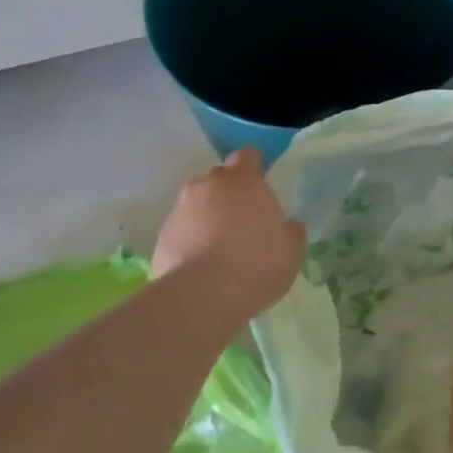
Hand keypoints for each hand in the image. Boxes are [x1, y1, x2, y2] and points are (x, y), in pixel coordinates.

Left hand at [152, 149, 305, 315]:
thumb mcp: (291, 251)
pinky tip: (202, 264)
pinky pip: (182, 229)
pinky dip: (191, 238)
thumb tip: (288, 226)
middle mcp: (208, 186)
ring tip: (220, 246)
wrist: (201, 296)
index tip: (261, 183)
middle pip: (219, 179)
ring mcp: (180, 209)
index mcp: (244, 181)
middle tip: (244, 220)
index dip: (254, 166)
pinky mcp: (162, 236)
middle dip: (229, 193)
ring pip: (197, 204)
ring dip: (208, 216)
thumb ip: (291, 231)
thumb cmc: (256, 264)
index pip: (247, 156)